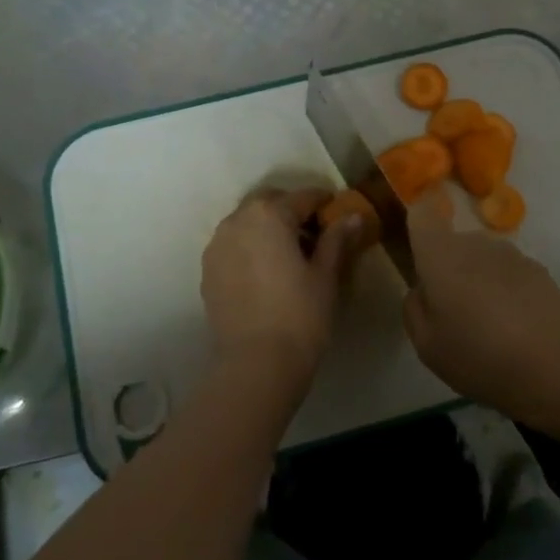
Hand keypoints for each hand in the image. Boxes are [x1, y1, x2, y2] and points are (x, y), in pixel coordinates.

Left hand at [200, 187, 358, 385]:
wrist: (256, 362)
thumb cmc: (300, 314)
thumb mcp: (326, 275)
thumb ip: (336, 239)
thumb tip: (352, 216)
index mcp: (270, 214)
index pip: (303, 197)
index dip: (325, 203)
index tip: (339, 215)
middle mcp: (238, 220)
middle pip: (269, 202)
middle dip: (292, 211)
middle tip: (314, 234)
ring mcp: (217, 245)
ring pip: (247, 222)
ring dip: (268, 228)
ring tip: (289, 254)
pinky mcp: (208, 270)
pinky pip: (233, 245)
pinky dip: (250, 247)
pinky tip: (266, 272)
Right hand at [401, 191, 559, 411]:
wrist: (555, 367)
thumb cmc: (479, 356)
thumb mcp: (426, 345)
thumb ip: (415, 308)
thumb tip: (422, 289)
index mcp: (441, 255)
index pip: (422, 214)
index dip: (416, 223)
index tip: (417, 251)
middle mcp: (475, 243)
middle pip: (452, 242)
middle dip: (447, 268)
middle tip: (452, 313)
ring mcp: (511, 253)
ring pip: (481, 258)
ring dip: (477, 279)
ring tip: (487, 324)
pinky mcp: (539, 269)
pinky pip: (508, 272)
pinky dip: (505, 289)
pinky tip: (515, 326)